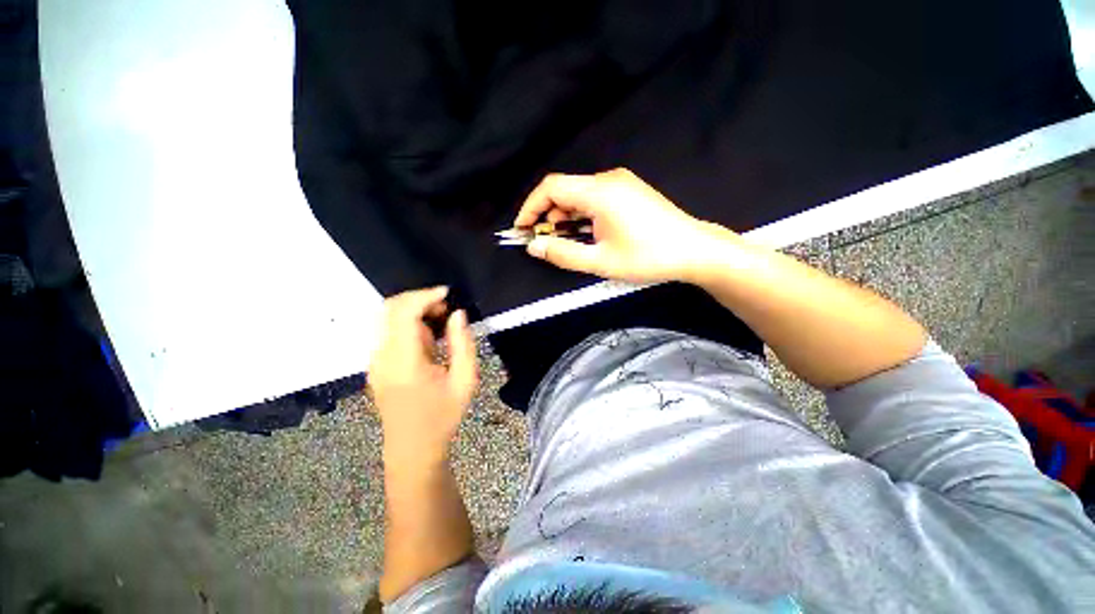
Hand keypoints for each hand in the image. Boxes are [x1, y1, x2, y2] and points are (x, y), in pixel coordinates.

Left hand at [369, 287, 477, 467]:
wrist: (412, 449)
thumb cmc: (443, 417)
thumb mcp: (465, 381)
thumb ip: (463, 344)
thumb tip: (458, 314)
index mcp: (404, 362)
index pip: (403, 313)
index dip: (425, 296)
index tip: (448, 293)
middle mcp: (382, 357)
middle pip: (390, 309)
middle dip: (419, 300)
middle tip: (447, 310)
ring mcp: (374, 362)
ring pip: (387, 319)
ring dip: (414, 312)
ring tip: (442, 324)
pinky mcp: (376, 366)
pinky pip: (389, 332)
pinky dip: (409, 325)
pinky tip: (430, 340)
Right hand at [515, 168, 731, 283]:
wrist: (694, 250)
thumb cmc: (647, 257)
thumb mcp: (600, 262)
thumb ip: (563, 254)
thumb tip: (534, 246)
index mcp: (599, 192)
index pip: (551, 187)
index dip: (531, 207)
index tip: (522, 229)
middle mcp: (608, 179)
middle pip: (564, 189)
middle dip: (548, 215)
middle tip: (546, 241)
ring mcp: (621, 183)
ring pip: (580, 194)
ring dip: (566, 216)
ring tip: (566, 241)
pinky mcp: (629, 190)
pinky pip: (595, 197)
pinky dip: (582, 214)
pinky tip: (587, 233)